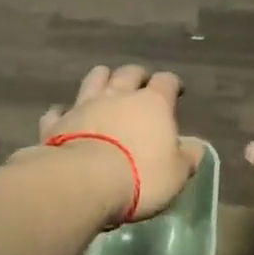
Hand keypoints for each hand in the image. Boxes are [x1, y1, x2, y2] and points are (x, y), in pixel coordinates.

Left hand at [32, 64, 201, 223]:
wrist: (83, 182)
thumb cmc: (141, 176)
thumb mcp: (177, 174)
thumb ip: (188, 157)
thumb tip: (196, 147)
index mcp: (153, 103)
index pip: (166, 81)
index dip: (172, 84)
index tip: (175, 91)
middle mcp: (119, 95)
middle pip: (129, 72)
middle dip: (137, 75)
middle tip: (141, 85)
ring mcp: (84, 105)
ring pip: (94, 79)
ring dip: (101, 80)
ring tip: (105, 88)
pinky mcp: (57, 123)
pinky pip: (58, 111)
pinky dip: (63, 112)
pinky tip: (63, 117)